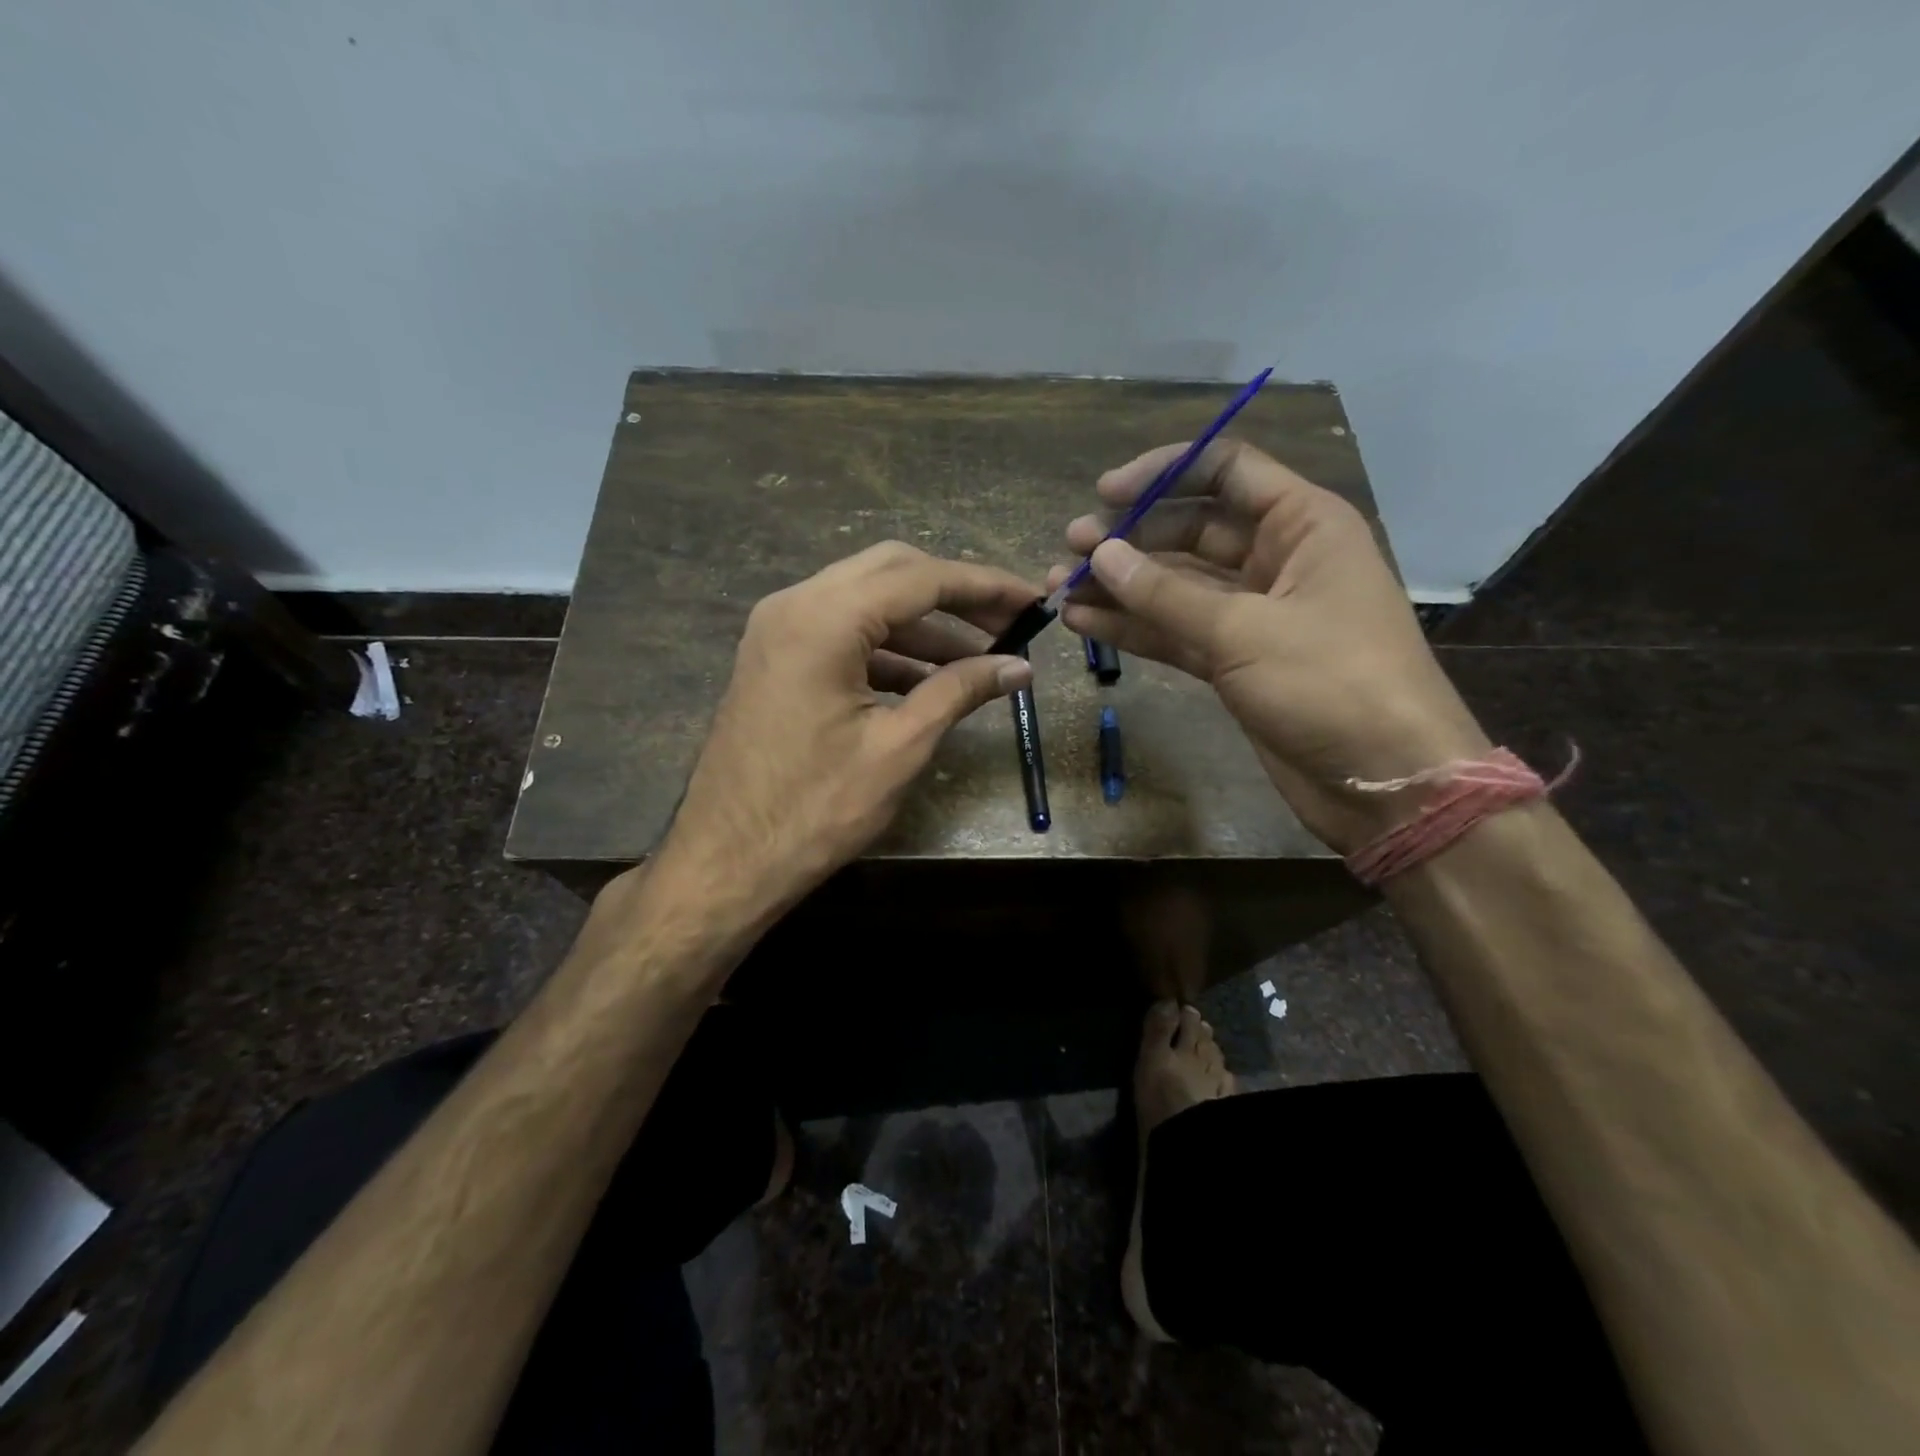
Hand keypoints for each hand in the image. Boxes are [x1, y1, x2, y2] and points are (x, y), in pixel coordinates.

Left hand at [657, 541, 1037, 920]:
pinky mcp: (776, 658)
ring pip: (866, 601)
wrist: (726, 861)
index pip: (921, 579)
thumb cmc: (815, 809)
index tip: (1033, 600)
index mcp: (824, 619)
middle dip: (955, 595)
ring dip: (923, 624)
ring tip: (981, 657)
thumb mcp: (900, 747)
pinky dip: (889, 647)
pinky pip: (842, 632)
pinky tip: (929, 679)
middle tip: (1008, 623)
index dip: (985, 586)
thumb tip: (1019, 667)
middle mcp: (795, 605)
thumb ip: (960, 691)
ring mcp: (778, 630)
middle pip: (891, 572)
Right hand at [1050, 440, 1488, 852]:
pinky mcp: (1236, 662)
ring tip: (1059, 587)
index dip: (1163, 473)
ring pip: (1176, 587)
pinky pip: (1177, 632)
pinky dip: (1135, 628)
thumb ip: (1166, 594)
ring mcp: (1254, 615)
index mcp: (1302, 525)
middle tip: (1070, 550)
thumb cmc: (1332, 684)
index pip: (1226, 471)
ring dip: (1122, 587)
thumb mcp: (1245, 631)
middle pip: (1192, 530)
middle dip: (1130, 538)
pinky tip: (1085, 623)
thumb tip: (1101, 555)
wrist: (1384, 781)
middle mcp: (1277, 559)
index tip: (1105, 493)